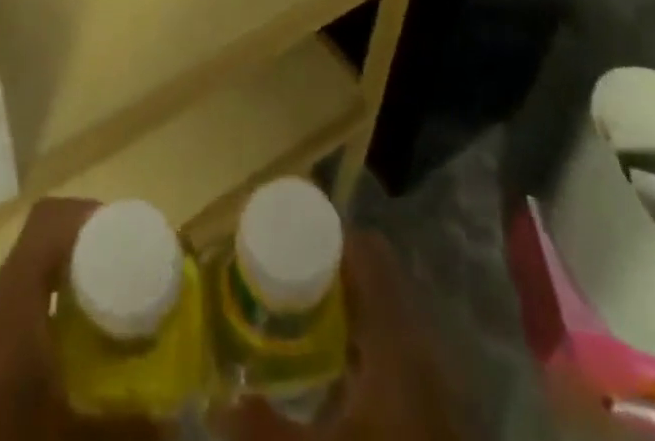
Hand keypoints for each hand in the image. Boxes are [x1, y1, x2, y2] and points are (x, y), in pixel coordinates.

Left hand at [0, 197, 164, 440]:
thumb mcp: (73, 440)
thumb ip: (128, 427)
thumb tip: (176, 423)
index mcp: (11, 302)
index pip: (49, 219)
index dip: (90, 215)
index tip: (129, 237)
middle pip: (39, 248)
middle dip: (87, 255)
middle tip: (128, 280)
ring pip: (23, 283)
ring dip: (64, 288)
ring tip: (103, 319)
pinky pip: (7, 317)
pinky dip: (41, 319)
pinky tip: (64, 361)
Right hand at [213, 229, 464, 440]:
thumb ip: (263, 432)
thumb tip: (215, 405)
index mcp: (397, 337)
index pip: (366, 251)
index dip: (326, 234)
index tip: (284, 233)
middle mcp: (422, 340)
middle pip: (375, 274)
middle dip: (329, 268)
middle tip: (283, 274)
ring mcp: (436, 372)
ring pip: (387, 309)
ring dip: (347, 303)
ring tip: (301, 313)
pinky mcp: (439, 403)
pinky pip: (397, 343)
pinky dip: (364, 338)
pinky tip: (335, 366)